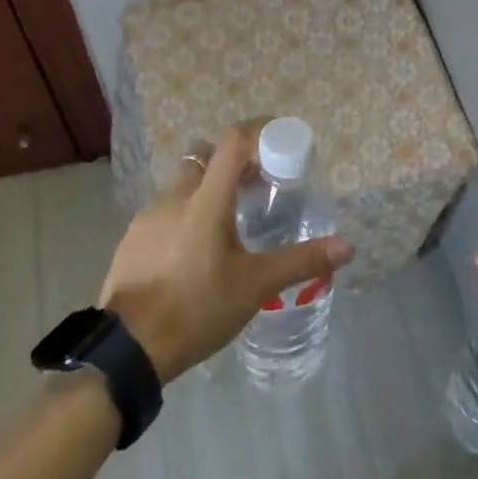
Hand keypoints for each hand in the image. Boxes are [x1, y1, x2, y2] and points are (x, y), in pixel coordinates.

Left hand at [100, 122, 353, 383]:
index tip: (277, 140)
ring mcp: (148, 216)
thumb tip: (347, 246)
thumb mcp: (256, 286)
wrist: (129, 347)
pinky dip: (183, 217)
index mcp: (207, 200)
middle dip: (230, 164)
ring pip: (182, 186)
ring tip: (226, 225)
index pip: (233, 142)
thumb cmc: (198, 307)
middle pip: (204, 158)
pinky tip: (193, 252)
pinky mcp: (132, 238)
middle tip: (254, 188)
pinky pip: (163, 212)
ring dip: (205, 192)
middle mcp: (174, 197)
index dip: (257, 131)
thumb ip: (300, 261)